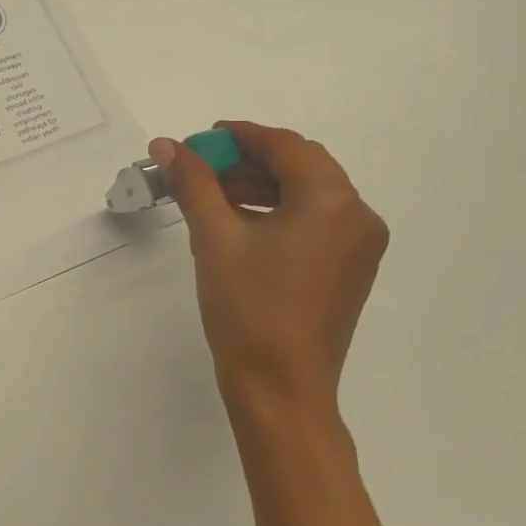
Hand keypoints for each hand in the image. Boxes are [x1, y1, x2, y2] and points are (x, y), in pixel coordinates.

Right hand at [155, 122, 386, 446]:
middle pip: (301, 167)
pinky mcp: (349, 270)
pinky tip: (240, 224)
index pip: (286, 147)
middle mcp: (358, 216)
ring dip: (261, 187)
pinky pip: (314, 222)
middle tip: (202, 169)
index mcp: (333, 201)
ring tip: (212, 198)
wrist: (280, 389)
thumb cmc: (248, 309)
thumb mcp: (215, 239)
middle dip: (249, 161)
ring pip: (307, 195)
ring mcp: (359, 246)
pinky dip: (278, 213)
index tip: (202, 138)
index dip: (240, 136)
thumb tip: (167, 145)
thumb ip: (193, 183)